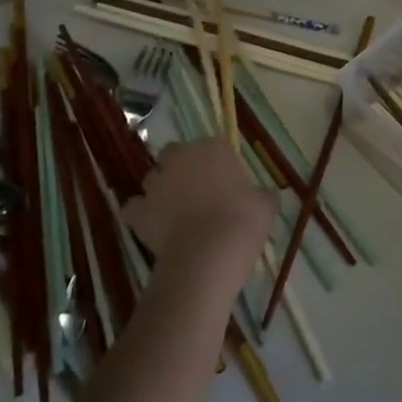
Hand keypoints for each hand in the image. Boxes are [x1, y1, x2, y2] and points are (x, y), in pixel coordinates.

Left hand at [122, 134, 275, 285]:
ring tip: (174, 212)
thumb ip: (263, 195)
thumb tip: (267, 194)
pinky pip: (134, 207)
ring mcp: (157, 183)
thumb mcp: (266, 206)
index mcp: (213, 148)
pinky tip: (152, 227)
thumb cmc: (242, 222)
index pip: (213, 145)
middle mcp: (181, 158)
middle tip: (196, 191)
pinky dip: (140, 214)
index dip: (217, 162)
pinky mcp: (139, 211)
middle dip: (180, 167)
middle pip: (175, 153)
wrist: (206, 256)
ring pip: (153, 178)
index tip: (224, 181)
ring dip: (160, 189)